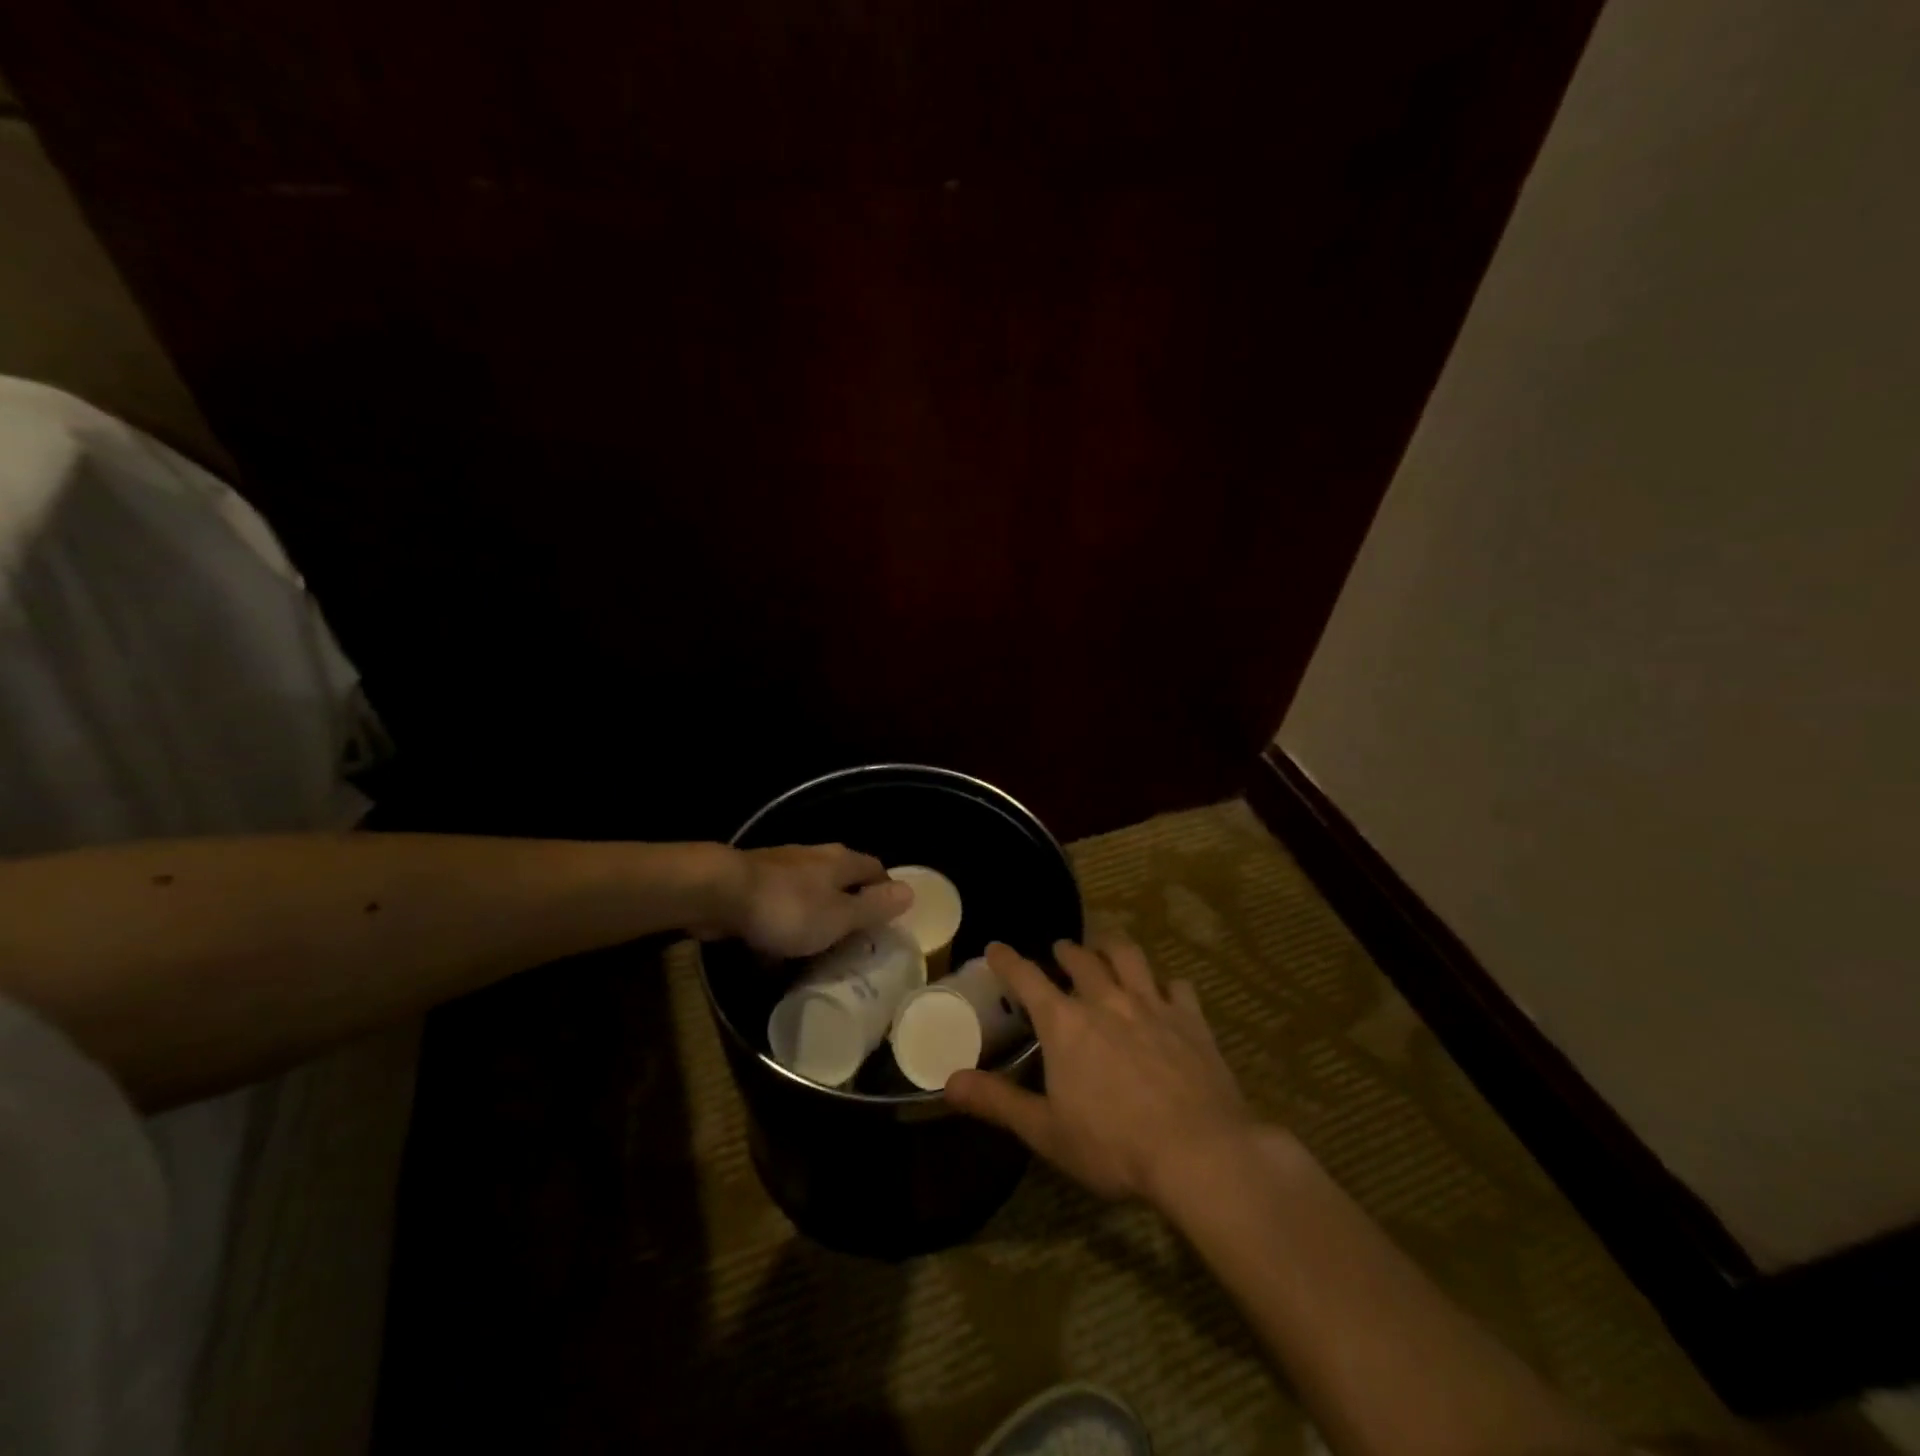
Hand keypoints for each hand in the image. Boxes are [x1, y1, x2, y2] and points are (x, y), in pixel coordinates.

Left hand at [709, 844, 911, 958]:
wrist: (719, 892)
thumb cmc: (787, 908)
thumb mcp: (839, 916)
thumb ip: (873, 907)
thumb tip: (911, 891)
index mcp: (841, 861)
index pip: (876, 869)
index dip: (885, 892)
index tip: (887, 921)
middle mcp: (815, 856)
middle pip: (843, 878)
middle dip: (849, 904)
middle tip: (854, 937)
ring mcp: (782, 866)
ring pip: (810, 890)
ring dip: (816, 913)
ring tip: (818, 945)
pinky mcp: (754, 881)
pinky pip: (781, 902)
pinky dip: (786, 920)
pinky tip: (778, 945)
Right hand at [946, 937, 1256, 1205]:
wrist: (1199, 1153)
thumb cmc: (1113, 1145)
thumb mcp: (1045, 1131)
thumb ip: (997, 1101)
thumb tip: (950, 1081)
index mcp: (1065, 1023)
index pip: (1027, 978)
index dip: (1007, 960)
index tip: (995, 947)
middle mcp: (1106, 1000)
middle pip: (1081, 959)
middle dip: (1066, 950)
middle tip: (1060, 950)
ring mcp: (1152, 1004)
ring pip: (1128, 957)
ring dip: (1112, 947)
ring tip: (1106, 947)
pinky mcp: (1191, 1019)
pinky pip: (1176, 986)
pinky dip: (1165, 983)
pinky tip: (1165, 991)